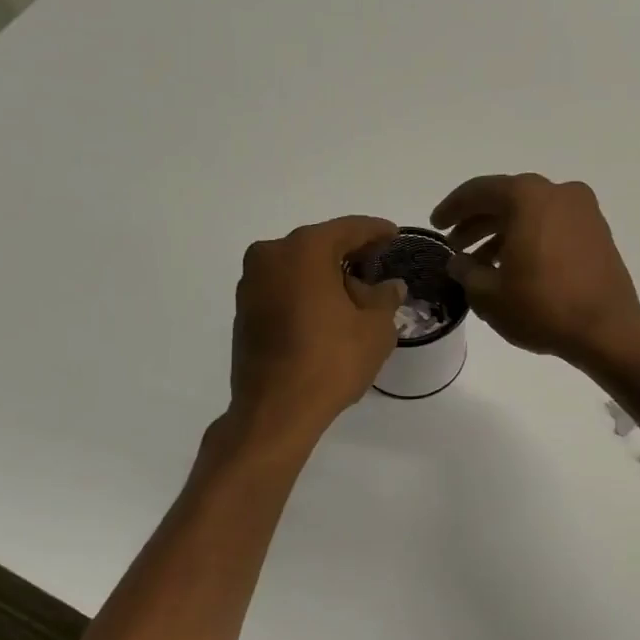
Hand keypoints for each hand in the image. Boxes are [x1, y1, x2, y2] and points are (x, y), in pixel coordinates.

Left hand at [229, 216, 406, 434]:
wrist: (275, 410)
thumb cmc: (331, 360)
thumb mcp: (375, 328)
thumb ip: (385, 298)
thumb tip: (390, 285)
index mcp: (304, 250)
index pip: (348, 229)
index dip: (376, 231)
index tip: (394, 234)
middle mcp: (271, 256)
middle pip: (319, 245)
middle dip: (350, 253)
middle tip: (378, 264)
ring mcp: (251, 283)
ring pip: (298, 267)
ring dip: (326, 275)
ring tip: (356, 294)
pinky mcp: (244, 310)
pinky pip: (284, 288)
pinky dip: (306, 292)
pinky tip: (328, 311)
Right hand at [431, 174, 639, 365]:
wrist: (608, 330)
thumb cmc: (543, 307)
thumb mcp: (489, 294)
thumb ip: (466, 270)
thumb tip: (458, 261)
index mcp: (527, 197)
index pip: (479, 192)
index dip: (452, 208)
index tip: (436, 225)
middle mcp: (557, 193)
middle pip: (507, 199)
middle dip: (478, 222)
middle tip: (456, 246)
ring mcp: (583, 210)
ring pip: (531, 213)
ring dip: (503, 233)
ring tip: (482, 264)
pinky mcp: (597, 231)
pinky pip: (553, 225)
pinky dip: (530, 238)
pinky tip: (515, 267)